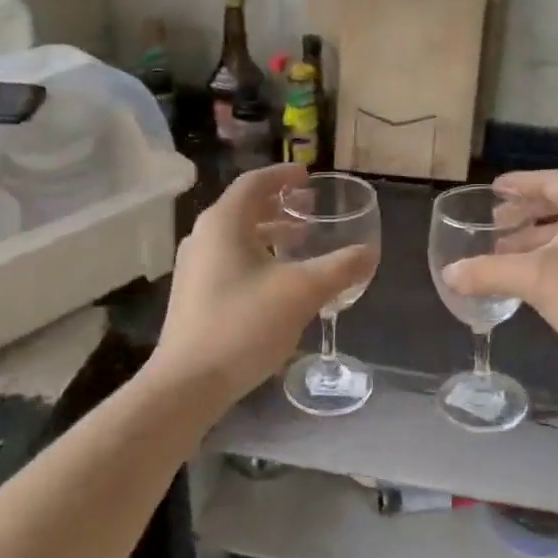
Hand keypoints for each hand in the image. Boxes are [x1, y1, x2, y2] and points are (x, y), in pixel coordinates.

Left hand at [151, 164, 375, 406]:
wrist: (188, 382)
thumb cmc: (244, 324)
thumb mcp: (302, 292)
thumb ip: (339, 268)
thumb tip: (370, 253)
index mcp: (224, 223)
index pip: (254, 182)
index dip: (283, 175)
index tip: (307, 176)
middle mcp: (203, 236)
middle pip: (244, 207)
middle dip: (279, 205)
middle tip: (310, 208)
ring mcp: (193, 266)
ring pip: (236, 236)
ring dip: (269, 233)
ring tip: (300, 242)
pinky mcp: (193, 294)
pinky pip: (229, 259)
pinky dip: (256, 255)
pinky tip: (277, 280)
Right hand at [443, 170, 557, 390]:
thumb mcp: (536, 279)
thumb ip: (489, 272)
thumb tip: (448, 273)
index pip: (549, 181)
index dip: (518, 184)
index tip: (492, 190)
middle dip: (523, 215)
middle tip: (493, 225)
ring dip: (534, 241)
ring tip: (502, 255)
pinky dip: (550, 259)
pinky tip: (530, 281)